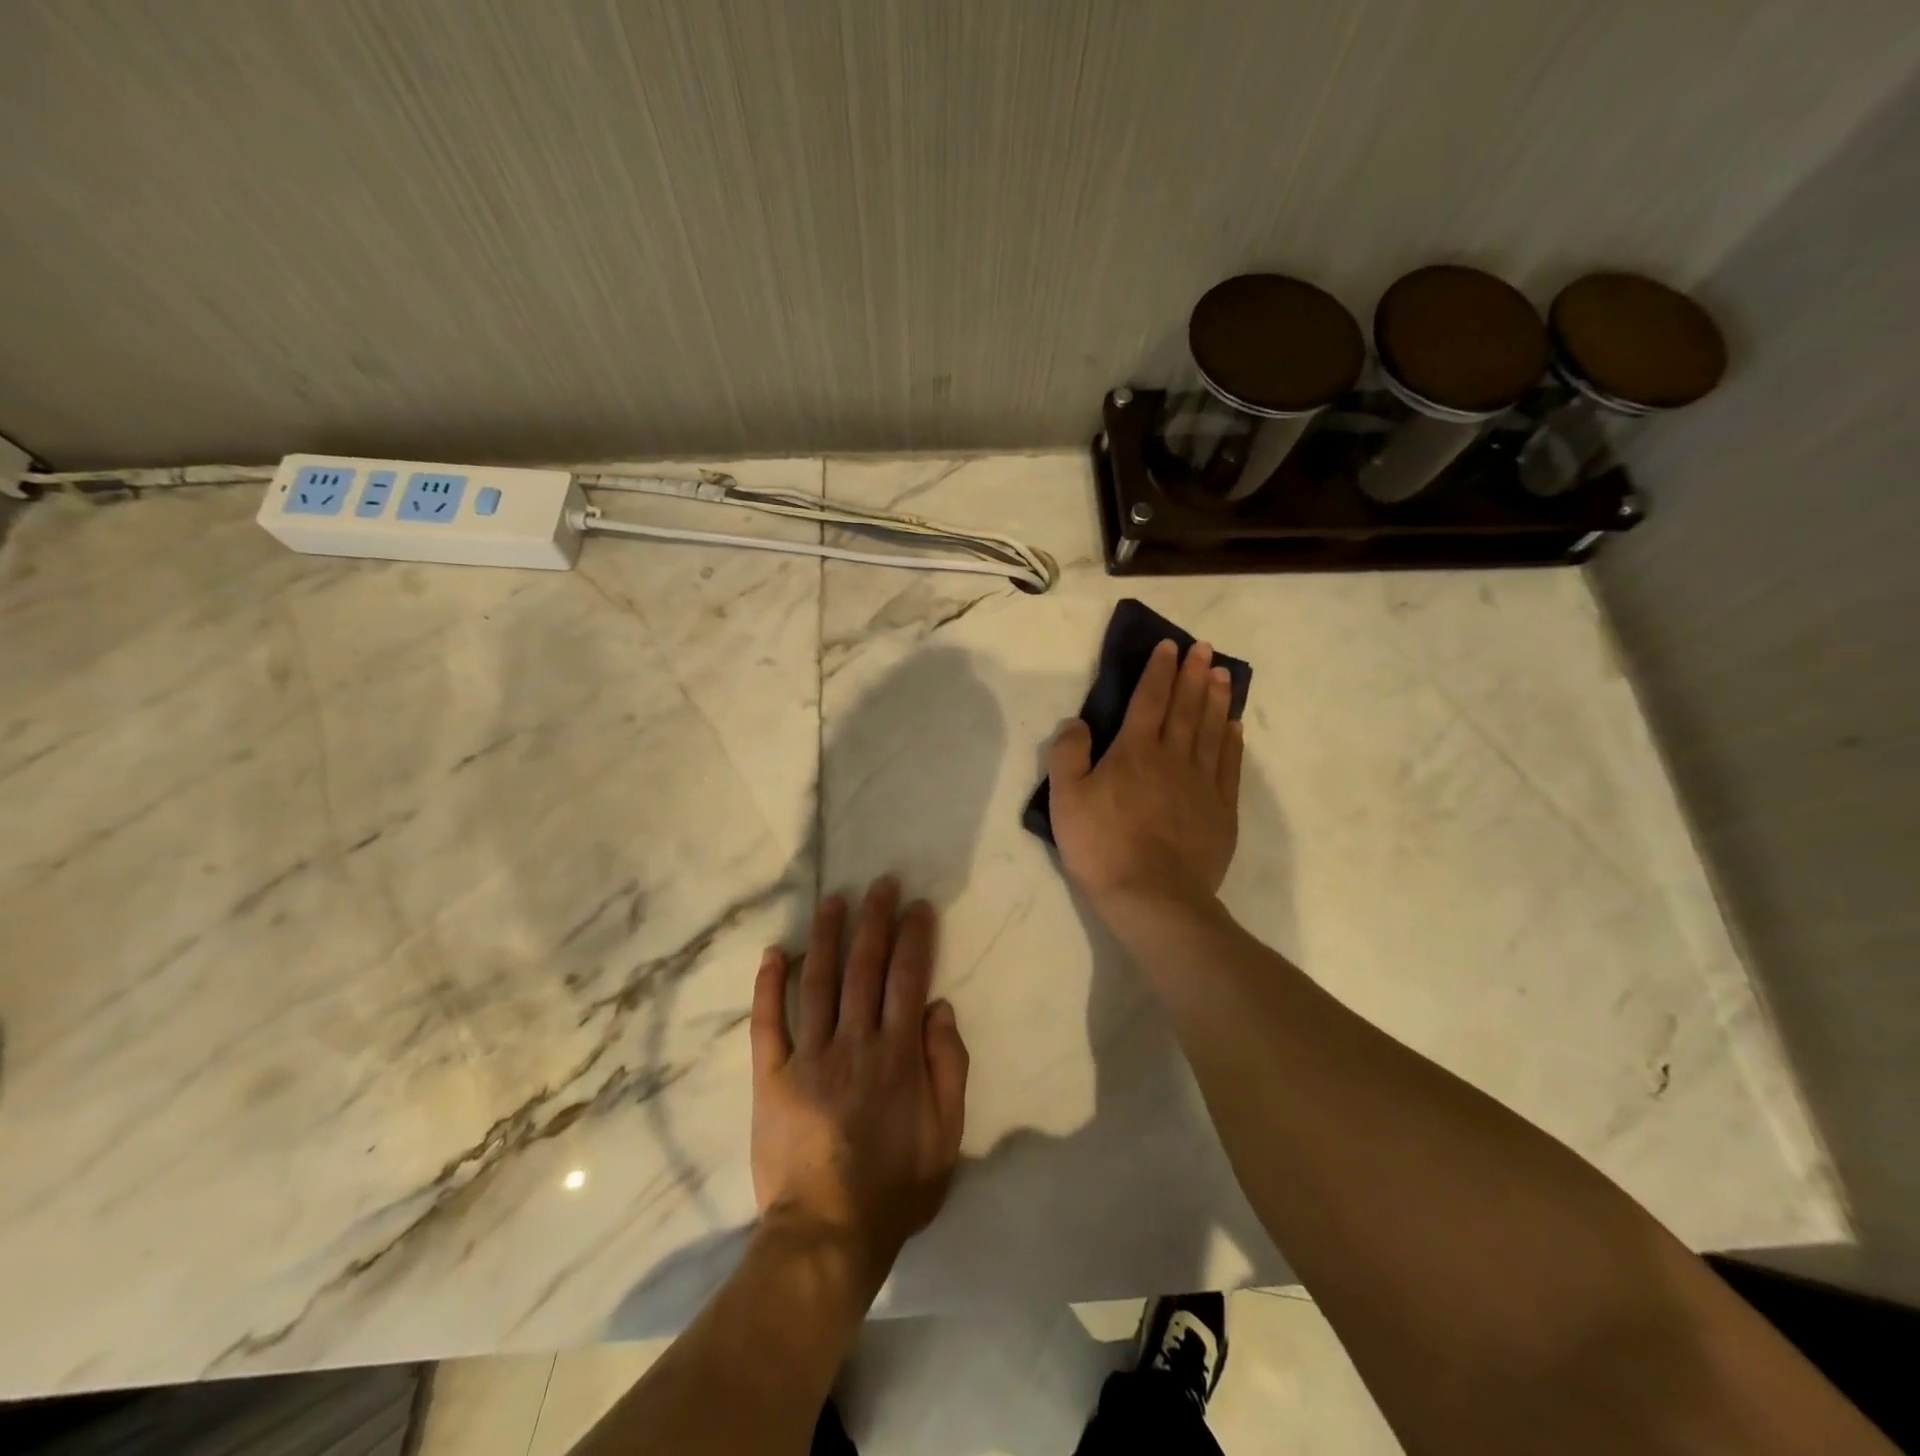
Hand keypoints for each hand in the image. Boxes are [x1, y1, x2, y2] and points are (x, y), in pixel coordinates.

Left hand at [749, 878, 969, 1290]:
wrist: (827, 1234)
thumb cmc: (896, 1186)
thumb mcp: (947, 1135)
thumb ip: (948, 1066)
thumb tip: (938, 1007)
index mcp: (897, 1054)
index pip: (908, 978)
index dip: (914, 937)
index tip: (918, 905)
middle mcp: (854, 1042)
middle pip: (865, 967)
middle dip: (875, 920)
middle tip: (880, 884)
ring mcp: (808, 1056)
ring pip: (819, 981)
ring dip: (827, 936)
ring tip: (834, 900)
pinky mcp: (772, 1076)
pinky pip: (768, 1022)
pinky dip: (769, 985)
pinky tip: (774, 953)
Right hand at [1047, 638, 1242, 915]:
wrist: (1154, 898)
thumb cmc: (1102, 847)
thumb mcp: (1066, 799)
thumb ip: (1069, 754)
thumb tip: (1078, 722)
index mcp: (1135, 751)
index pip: (1149, 700)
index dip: (1159, 671)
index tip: (1169, 646)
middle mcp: (1173, 758)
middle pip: (1187, 708)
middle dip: (1194, 674)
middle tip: (1204, 649)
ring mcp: (1202, 784)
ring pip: (1213, 730)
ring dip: (1218, 699)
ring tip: (1223, 674)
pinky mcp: (1221, 810)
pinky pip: (1229, 765)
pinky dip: (1232, 741)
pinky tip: (1235, 727)